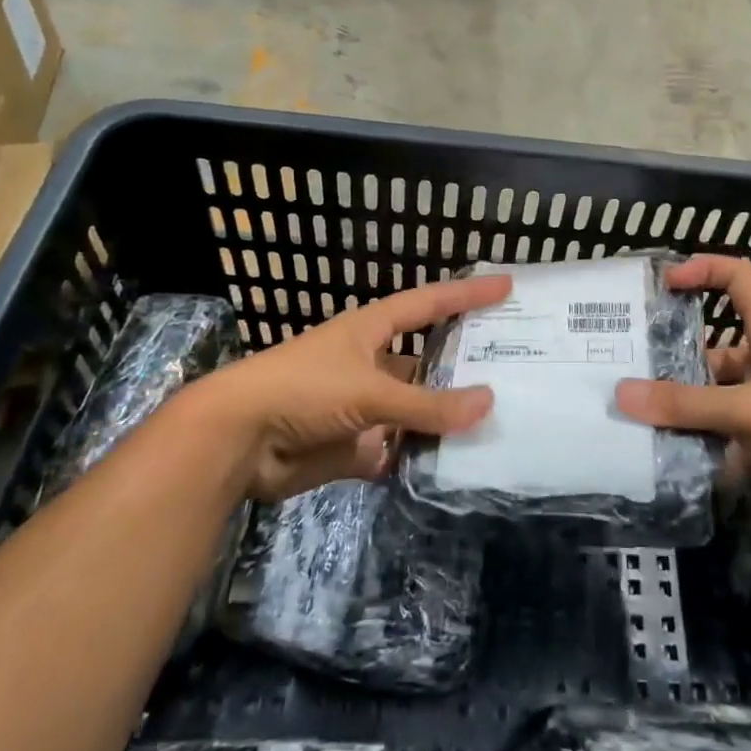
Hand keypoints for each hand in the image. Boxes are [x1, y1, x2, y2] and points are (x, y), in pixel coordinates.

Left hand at [196, 274, 510, 502]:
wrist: (237, 441)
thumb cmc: (302, 390)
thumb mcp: (369, 390)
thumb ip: (427, 405)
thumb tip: (488, 403)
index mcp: (370, 331)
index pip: (428, 303)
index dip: (466, 292)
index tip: (506, 285)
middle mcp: (371, 364)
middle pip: (427, 361)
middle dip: (464, 364)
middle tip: (513, 367)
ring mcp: (362, 407)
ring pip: (416, 411)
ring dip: (446, 418)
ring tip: (497, 422)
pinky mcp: (353, 446)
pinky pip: (397, 451)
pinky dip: (421, 458)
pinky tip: (455, 465)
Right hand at [614, 256, 750, 522]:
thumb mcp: (750, 408)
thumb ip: (687, 404)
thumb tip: (622, 394)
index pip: (739, 280)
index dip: (704, 270)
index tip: (665, 283)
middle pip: (710, 352)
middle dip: (671, 363)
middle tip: (623, 372)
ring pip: (711, 402)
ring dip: (679, 411)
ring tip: (630, 419)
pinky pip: (719, 440)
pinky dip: (694, 447)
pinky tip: (657, 458)